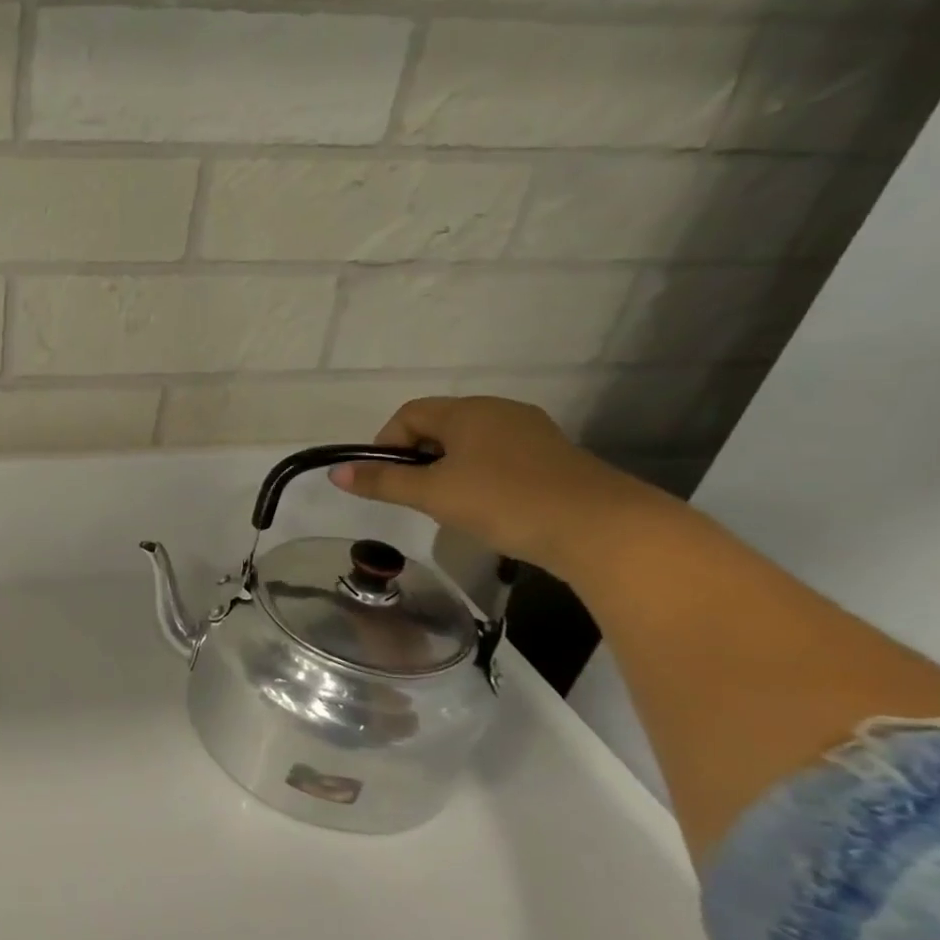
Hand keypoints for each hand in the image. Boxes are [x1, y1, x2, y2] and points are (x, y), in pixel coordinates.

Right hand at [330, 395, 671, 576]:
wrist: (602, 528)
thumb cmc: (504, 501)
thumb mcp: (433, 494)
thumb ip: (383, 481)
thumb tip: (336, 473)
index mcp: (468, 411)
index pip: (409, 414)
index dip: (386, 443)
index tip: (386, 480)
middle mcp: (500, 411)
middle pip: (440, 426)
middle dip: (418, 458)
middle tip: (417, 496)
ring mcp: (532, 433)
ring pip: (471, 443)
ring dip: (449, 469)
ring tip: (451, 506)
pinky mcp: (555, 458)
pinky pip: (501, 458)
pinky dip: (482, 477)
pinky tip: (490, 508)